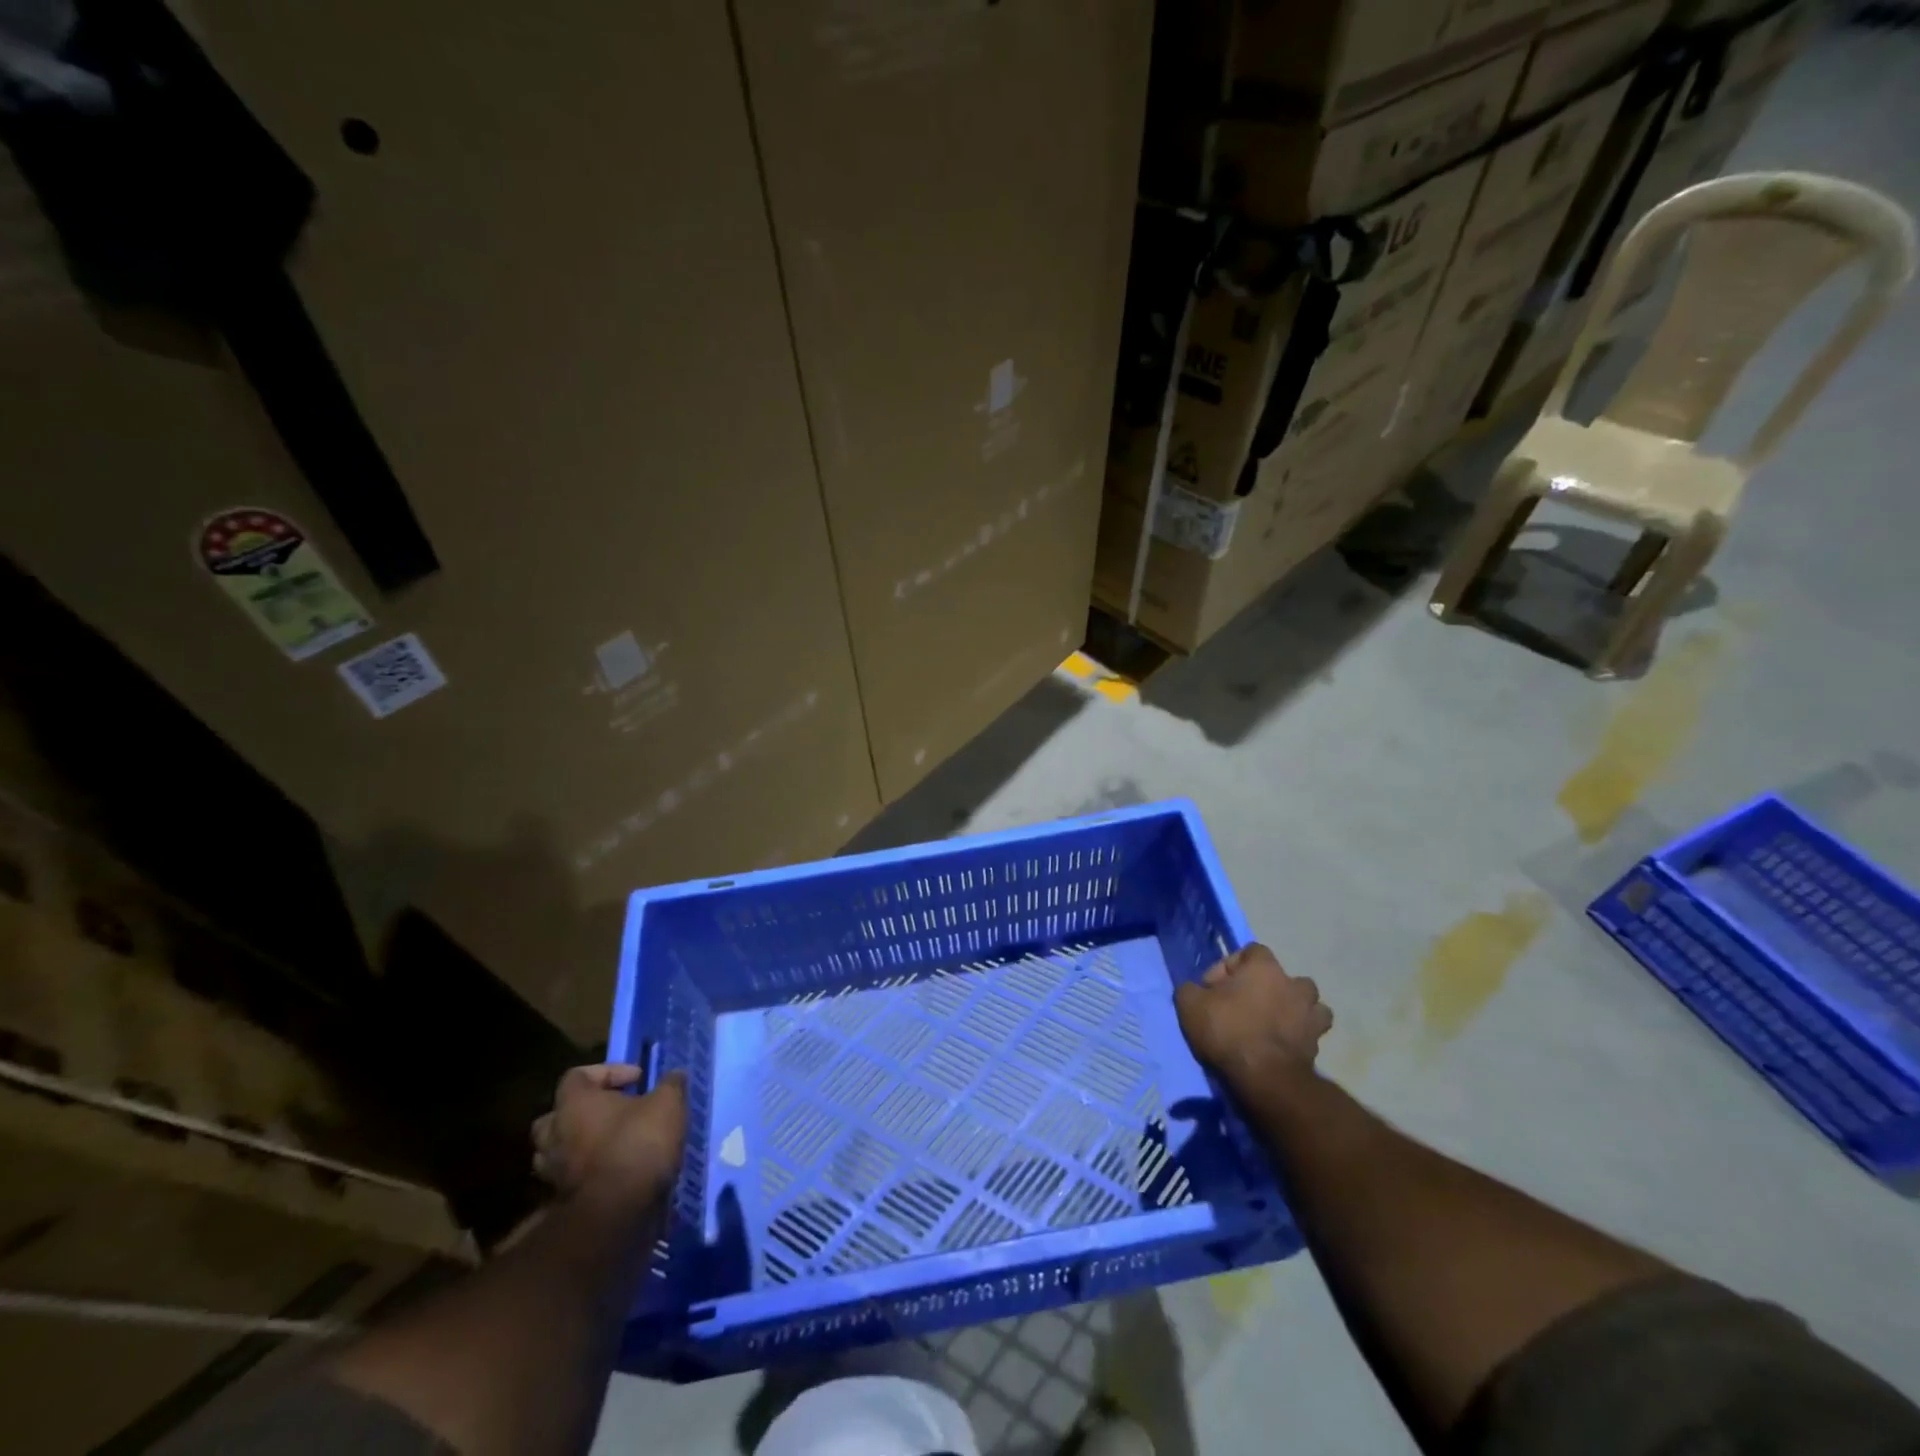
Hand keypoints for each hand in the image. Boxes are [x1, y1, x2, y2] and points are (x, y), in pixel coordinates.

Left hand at [531, 1064, 686, 1211]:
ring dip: (581, 1144)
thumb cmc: (637, 1144)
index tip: (637, 1079)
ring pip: (558, 1150)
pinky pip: (570, 1177)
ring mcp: (553, 1171)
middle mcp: (555, 1134)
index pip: (577, 1075)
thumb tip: (674, 1076)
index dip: (608, 1071)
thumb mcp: (668, 1103)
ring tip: (611, 1143)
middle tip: (613, 1112)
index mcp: (574, 1103)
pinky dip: (587, 1172)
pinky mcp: (561, 1201)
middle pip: (557, 1115)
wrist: (616, 1213)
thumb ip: (670, 1084)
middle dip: (583, 1111)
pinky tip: (615, 1171)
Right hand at [1175, 943, 1331, 1089]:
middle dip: (1265, 987)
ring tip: (1271, 1023)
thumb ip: (1191, 989)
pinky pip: (1311, 1032)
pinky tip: (1282, 1044)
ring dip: (1292, 1009)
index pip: (1251, 951)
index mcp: (1265, 968)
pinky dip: (1300, 1035)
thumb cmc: (1227, 1030)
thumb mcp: (1190, 1004)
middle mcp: (1293, 984)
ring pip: (1307, 1003)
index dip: (1230, 966)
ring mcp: (1310, 1015)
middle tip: (1243, 1005)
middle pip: (1282, 977)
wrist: (1264, 1076)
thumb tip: (1196, 990)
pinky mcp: (1317, 1044)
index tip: (1213, 988)